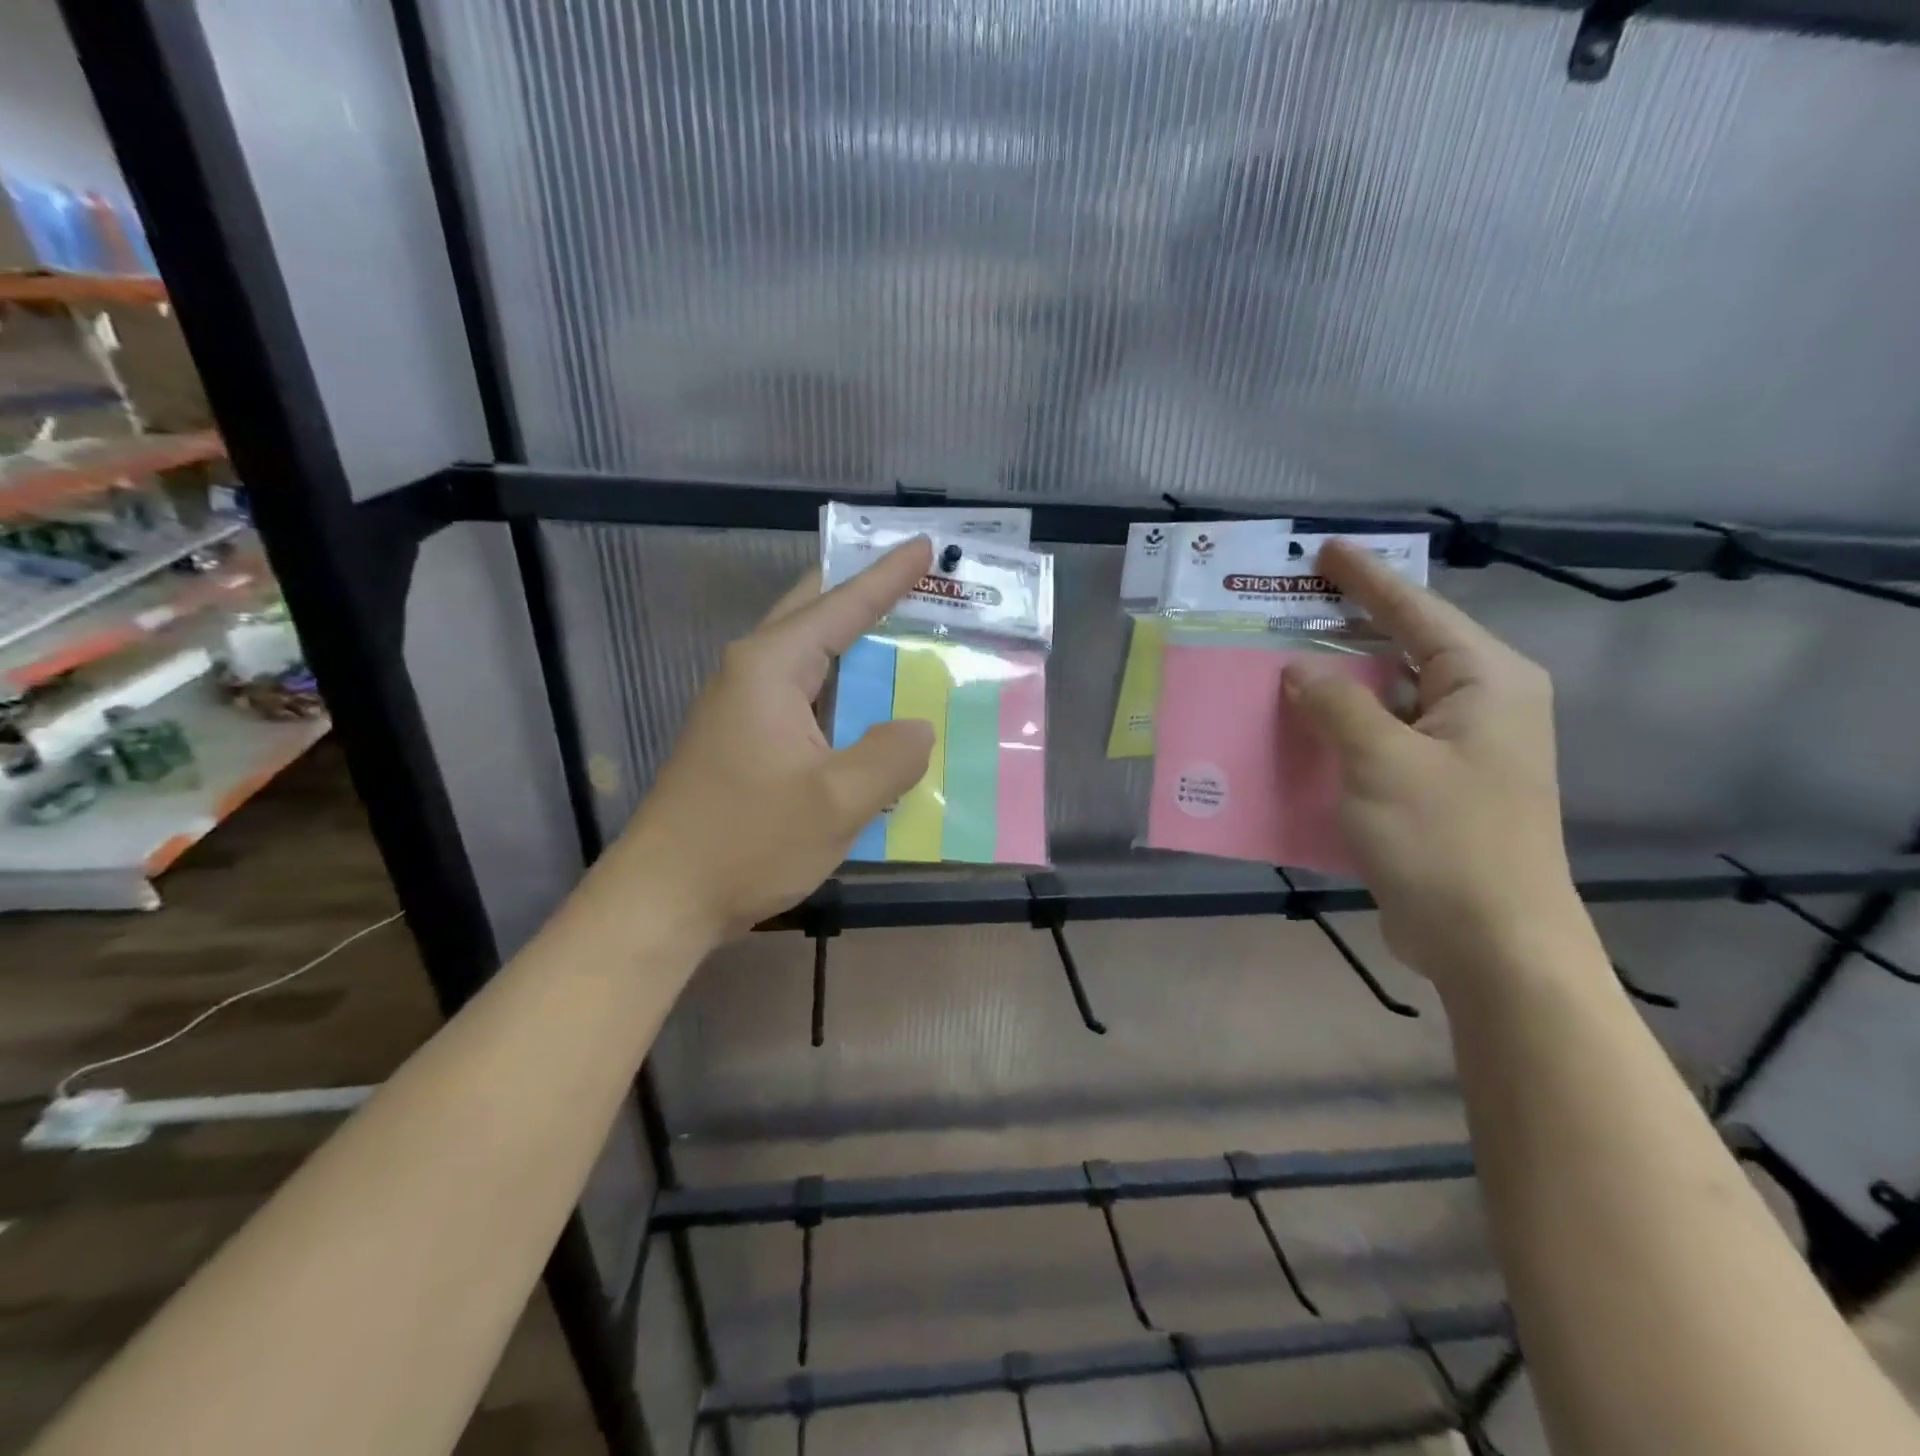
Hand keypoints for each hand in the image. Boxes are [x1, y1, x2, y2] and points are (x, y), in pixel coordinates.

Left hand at [605, 538, 934, 940]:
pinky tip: (872, 713)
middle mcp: (752, 674)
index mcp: (771, 668)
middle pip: (816, 615)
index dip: (887, 576)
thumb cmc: (747, 841)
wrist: (663, 897)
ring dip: (857, 649)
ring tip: (909, 643)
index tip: (923, 545)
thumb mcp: (837, 801)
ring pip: (811, 660)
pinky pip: (805, 699)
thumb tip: (918, 727)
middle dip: (866, 597)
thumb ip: (891, 756)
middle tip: (919, 585)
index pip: (841, 605)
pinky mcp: (743, 740)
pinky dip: (844, 694)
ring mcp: (742, 708)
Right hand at [1281, 540, 1592, 987]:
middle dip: (1345, 629)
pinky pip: (1379, 739)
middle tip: (1289, 607)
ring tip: (1278, 665)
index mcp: (1485, 682)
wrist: (1493, 943)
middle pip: (1403, 649)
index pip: (1417, 611)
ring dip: (1335, 685)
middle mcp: (1479, 706)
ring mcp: (1458, 750)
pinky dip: (1339, 730)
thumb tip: (1298, 669)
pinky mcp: (1435, 787)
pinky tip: (1295, 730)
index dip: (1367, 579)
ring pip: (1387, 697)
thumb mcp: (1382, 762)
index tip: (1324, 550)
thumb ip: (1337, 705)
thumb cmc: (1446, 841)